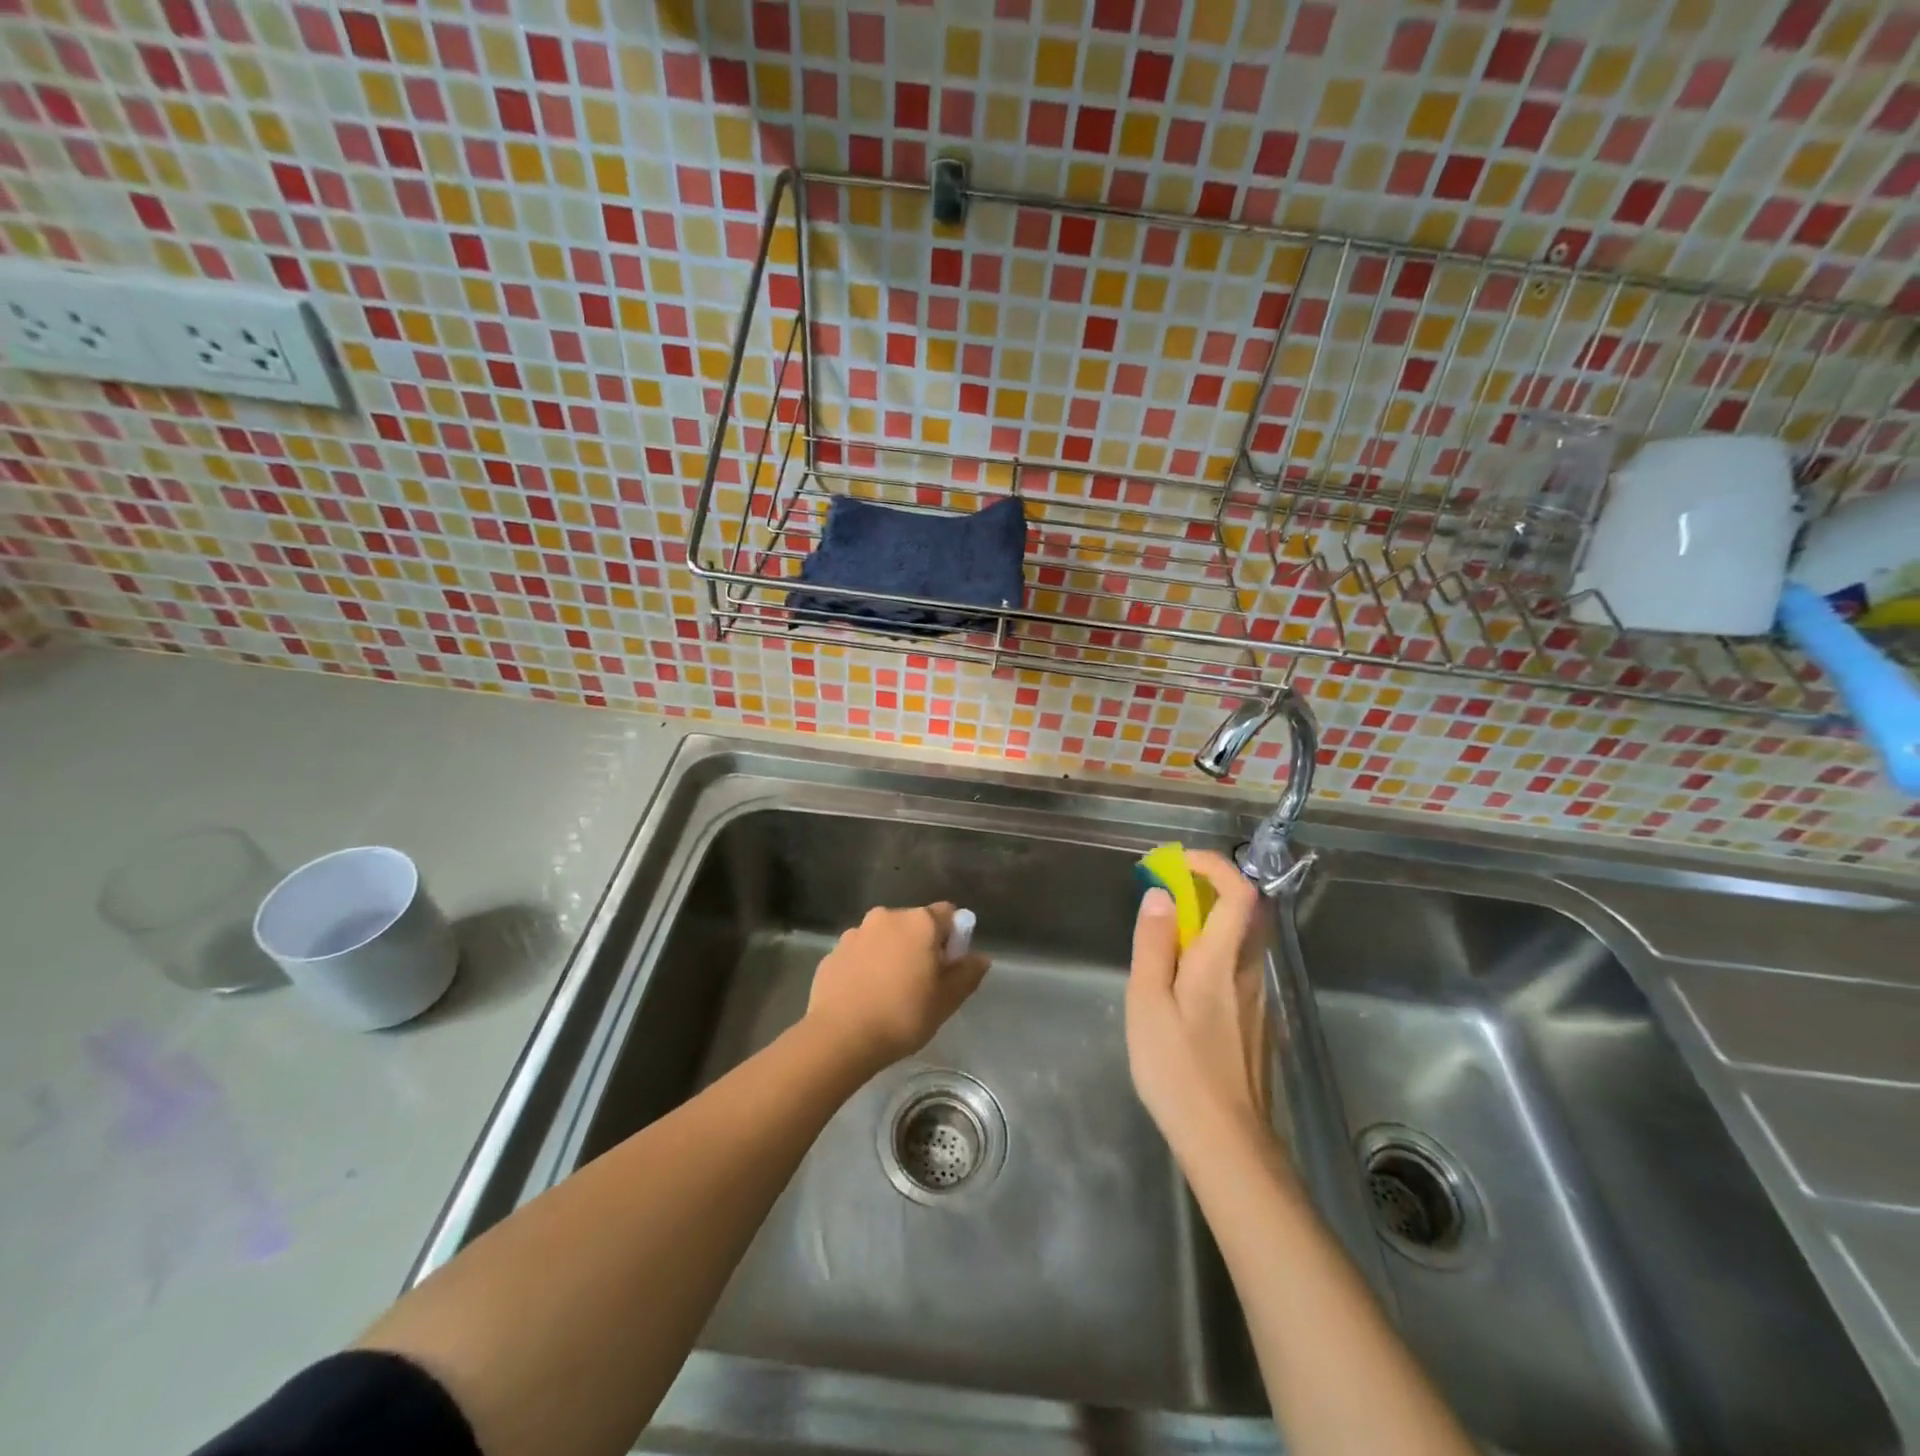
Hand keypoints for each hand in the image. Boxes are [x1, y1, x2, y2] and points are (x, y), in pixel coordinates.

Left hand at [806, 903, 989, 1072]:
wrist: (839, 1037)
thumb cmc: (902, 1015)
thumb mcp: (947, 1000)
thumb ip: (968, 974)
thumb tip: (980, 957)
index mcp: (919, 922)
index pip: (948, 913)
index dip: (954, 937)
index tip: (948, 966)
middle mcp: (886, 917)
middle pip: (914, 924)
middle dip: (920, 945)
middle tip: (921, 983)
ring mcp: (855, 932)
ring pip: (884, 937)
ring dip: (891, 954)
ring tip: (889, 993)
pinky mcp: (833, 952)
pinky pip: (860, 953)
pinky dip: (866, 966)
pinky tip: (864, 997)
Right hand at [1126, 851, 1273, 1157]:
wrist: (1229, 1145)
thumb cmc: (1179, 1069)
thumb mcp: (1148, 1003)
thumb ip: (1154, 945)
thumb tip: (1162, 896)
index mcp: (1221, 961)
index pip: (1238, 893)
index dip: (1213, 866)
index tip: (1176, 862)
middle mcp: (1248, 973)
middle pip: (1242, 915)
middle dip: (1205, 892)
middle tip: (1164, 899)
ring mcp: (1258, 1003)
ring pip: (1238, 946)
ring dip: (1205, 927)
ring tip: (1162, 948)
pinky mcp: (1258, 1028)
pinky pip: (1235, 974)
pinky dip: (1210, 959)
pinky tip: (1181, 995)